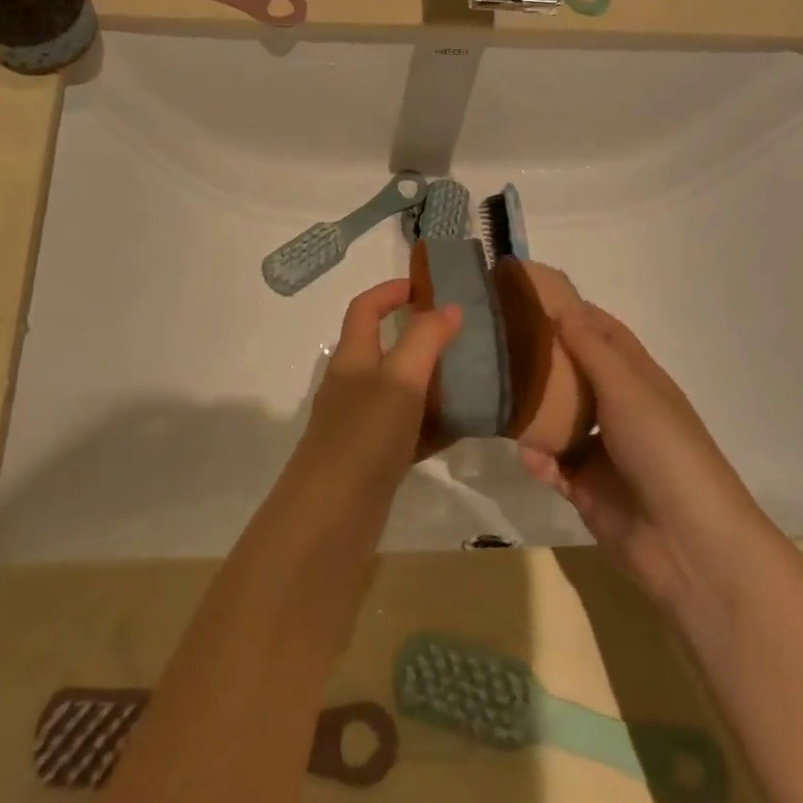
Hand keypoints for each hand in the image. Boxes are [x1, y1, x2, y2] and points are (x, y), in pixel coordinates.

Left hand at [293, 279, 461, 493]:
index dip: (391, 291)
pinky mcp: (372, 457)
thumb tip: (449, 307)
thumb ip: (425, 339)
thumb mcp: (400, 379)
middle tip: (462, 336)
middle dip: (419, 336)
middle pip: (383, 347)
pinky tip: (460, 427)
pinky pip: (407, 428)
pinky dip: (431, 422)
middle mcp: (352, 385)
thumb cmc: (364, 435)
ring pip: (399, 389)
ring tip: (471, 378)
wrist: (331, 516)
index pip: (366, 308)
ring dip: (430, 380)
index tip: (427, 286)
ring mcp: (360, 423)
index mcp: (352, 357)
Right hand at [517, 301, 770, 610]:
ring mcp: (603, 452)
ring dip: (534, 412)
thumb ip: (591, 350)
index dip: (574, 313)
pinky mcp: (586, 489)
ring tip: (499, 398)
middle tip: (499, 343)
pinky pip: (552, 465)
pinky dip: (540, 460)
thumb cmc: (663, 449)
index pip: (604, 334)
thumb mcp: (627, 389)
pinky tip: (532, 458)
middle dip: (544, 360)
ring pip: (558, 420)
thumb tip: (562, 307)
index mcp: (639, 381)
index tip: (532, 295)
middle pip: (576, 375)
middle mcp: (620, 410)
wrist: (686, 542)